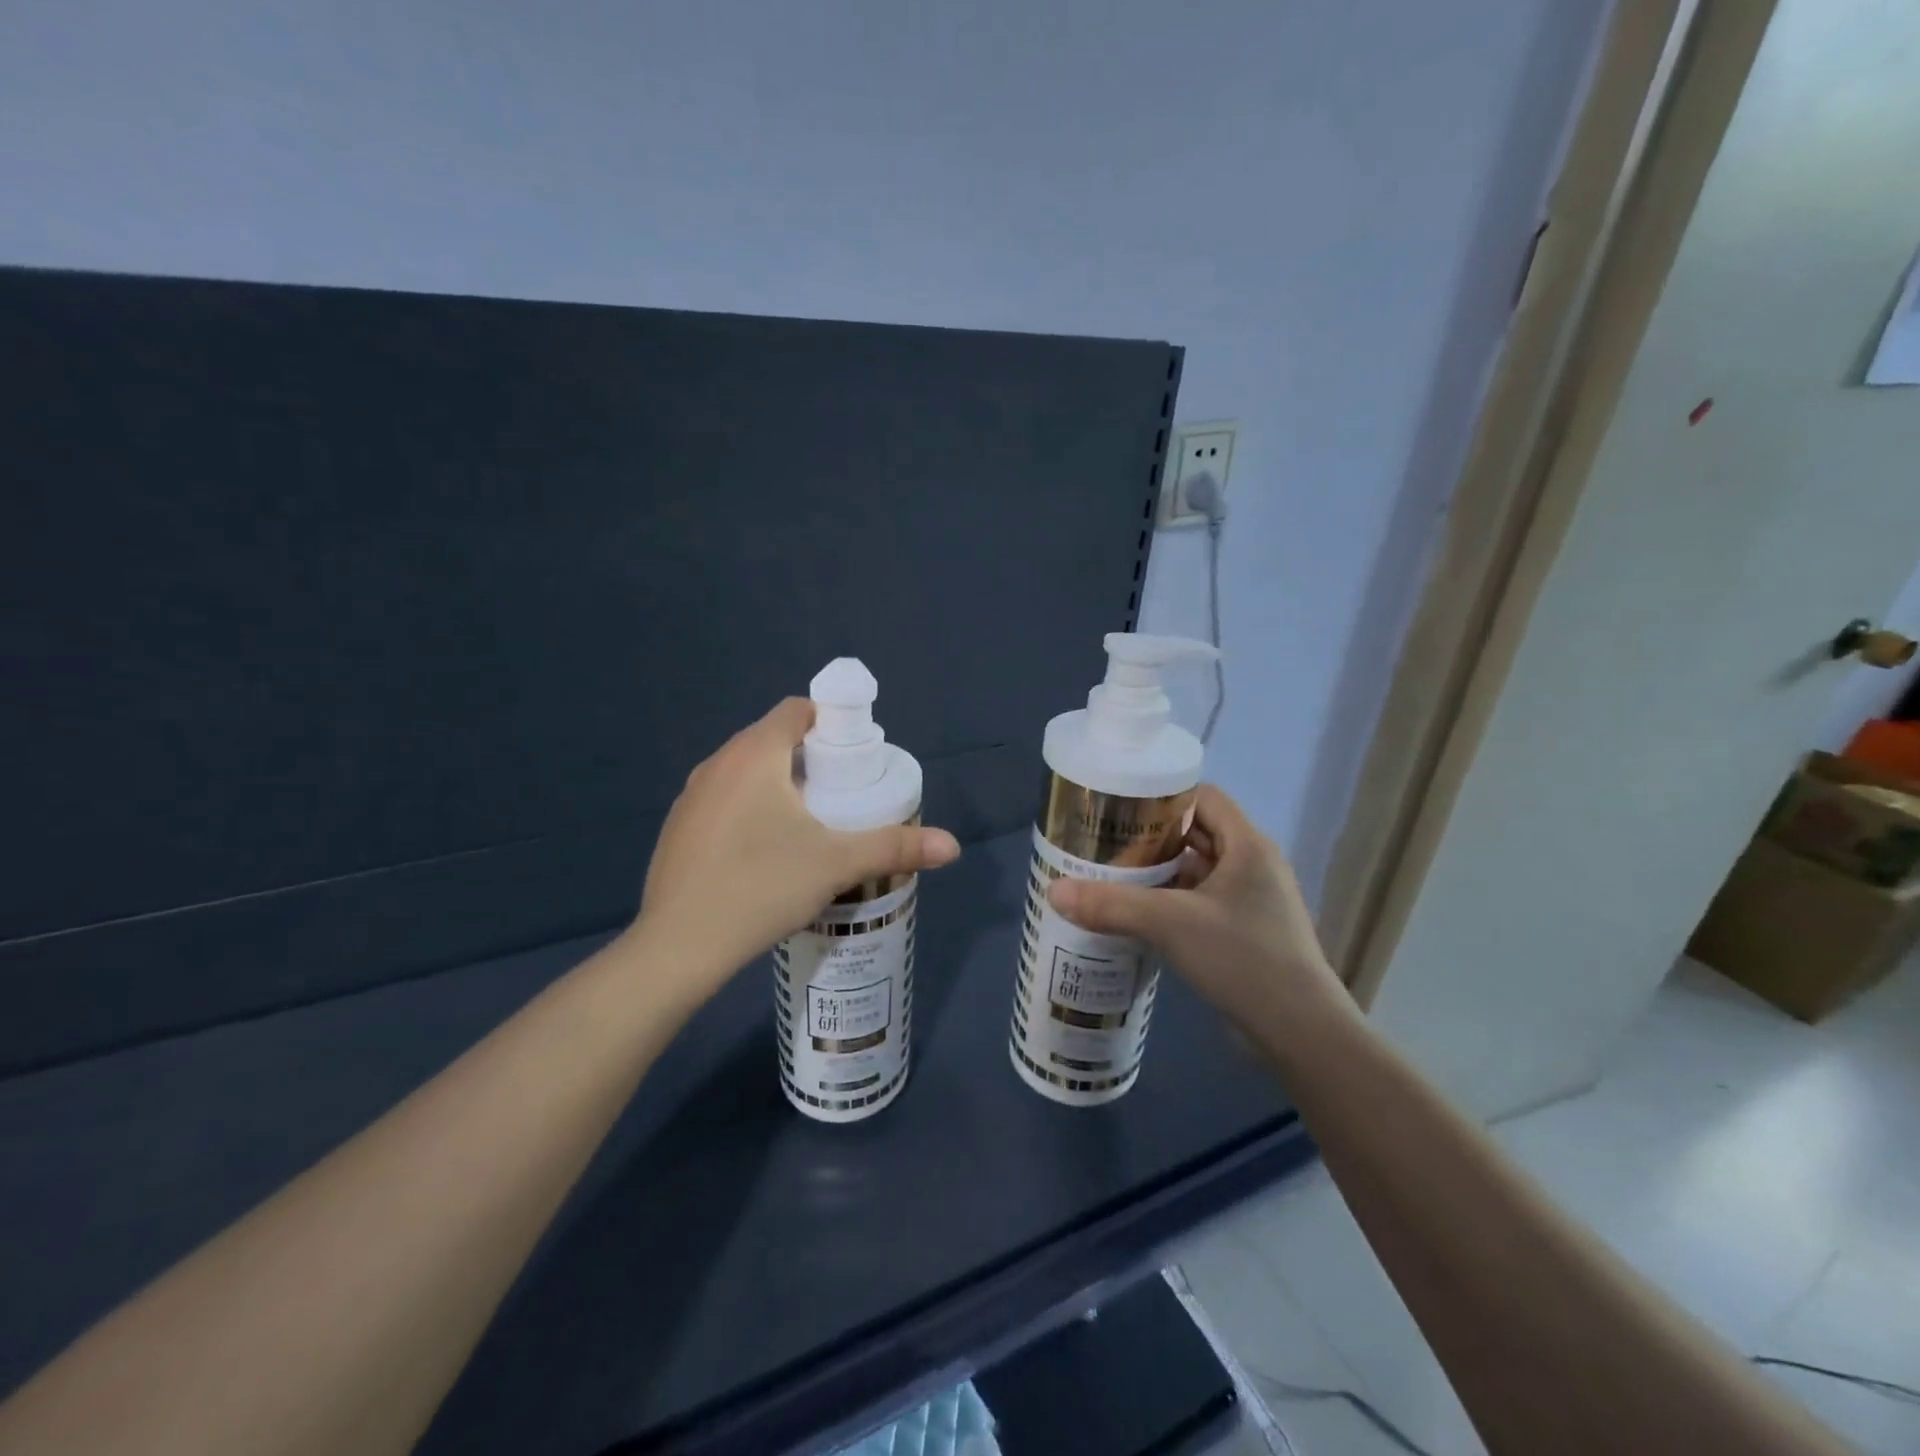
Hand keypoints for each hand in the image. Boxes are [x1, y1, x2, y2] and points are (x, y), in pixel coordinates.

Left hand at [631, 698, 959, 1004]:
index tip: (855, 760)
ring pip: (746, 771)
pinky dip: (749, 808)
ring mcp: (690, 796)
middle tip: (842, 796)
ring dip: (778, 784)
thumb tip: (953, 846)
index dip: (832, 725)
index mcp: (754, 754)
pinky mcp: (678, 828)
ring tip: (808, 825)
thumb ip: (895, 847)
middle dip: (810, 758)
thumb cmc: (761, 887)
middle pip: (773, 739)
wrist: (678, 947)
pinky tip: (763, 853)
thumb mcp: (836, 864)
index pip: (797, 710)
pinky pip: (724, 799)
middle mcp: (717, 763)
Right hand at [1047, 785, 1351, 1044]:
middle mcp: (1254, 865)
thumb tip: (1054, 891)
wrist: (1302, 1034)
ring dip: (1159, 872)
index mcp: (1248, 845)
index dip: (1163, 796)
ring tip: (1112, 876)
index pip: (1203, 796)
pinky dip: (1171, 902)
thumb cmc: (1243, 959)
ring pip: (1198, 870)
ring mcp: (1252, 901)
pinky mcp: (1247, 932)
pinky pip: (1202, 902)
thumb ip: (1111, 905)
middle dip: (1152, 837)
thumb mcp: (1171, 925)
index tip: (1121, 807)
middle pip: (1197, 832)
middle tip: (1106, 842)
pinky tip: (1138, 915)